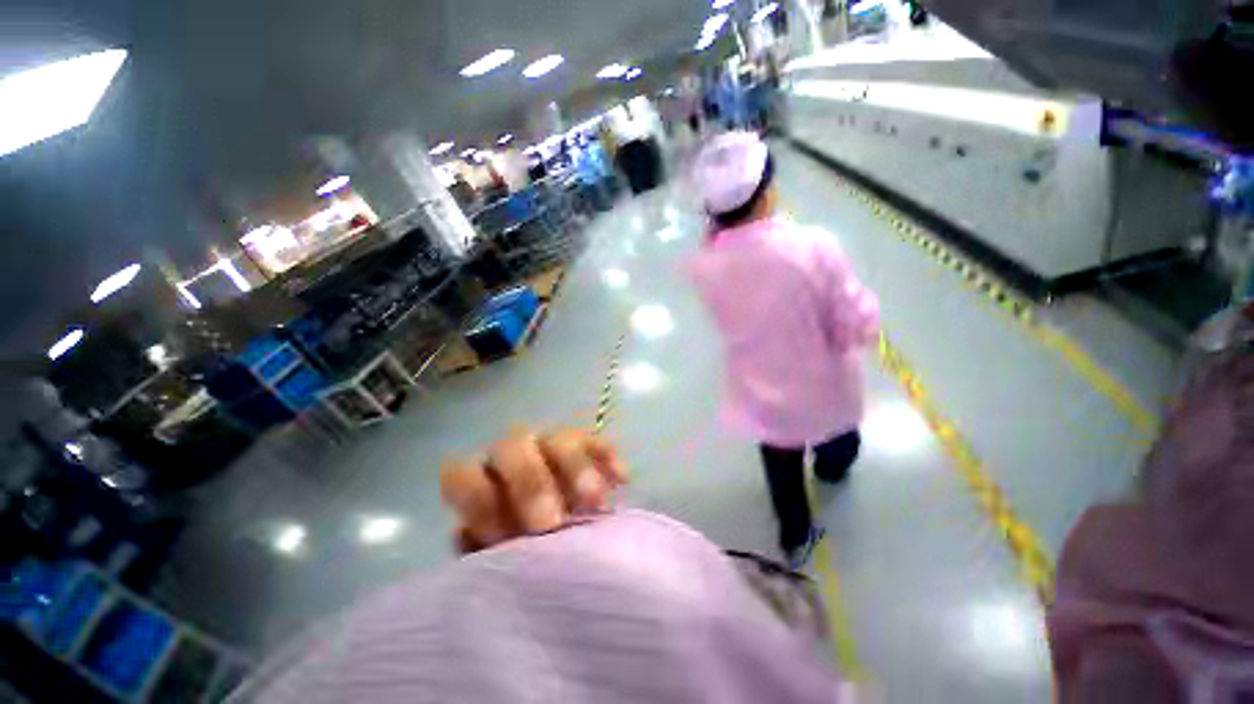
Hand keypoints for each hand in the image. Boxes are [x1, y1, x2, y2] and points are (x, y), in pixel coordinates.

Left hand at [440, 429, 628, 552]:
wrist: (564, 540)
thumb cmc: (525, 557)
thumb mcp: (500, 562)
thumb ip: (481, 551)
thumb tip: (468, 534)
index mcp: (484, 483)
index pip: (463, 473)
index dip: (479, 499)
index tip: (505, 534)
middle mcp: (516, 457)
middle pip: (513, 446)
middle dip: (531, 482)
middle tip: (551, 524)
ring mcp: (554, 448)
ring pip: (560, 438)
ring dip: (575, 468)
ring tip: (595, 503)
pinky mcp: (589, 449)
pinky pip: (598, 442)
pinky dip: (608, 459)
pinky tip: (622, 481)